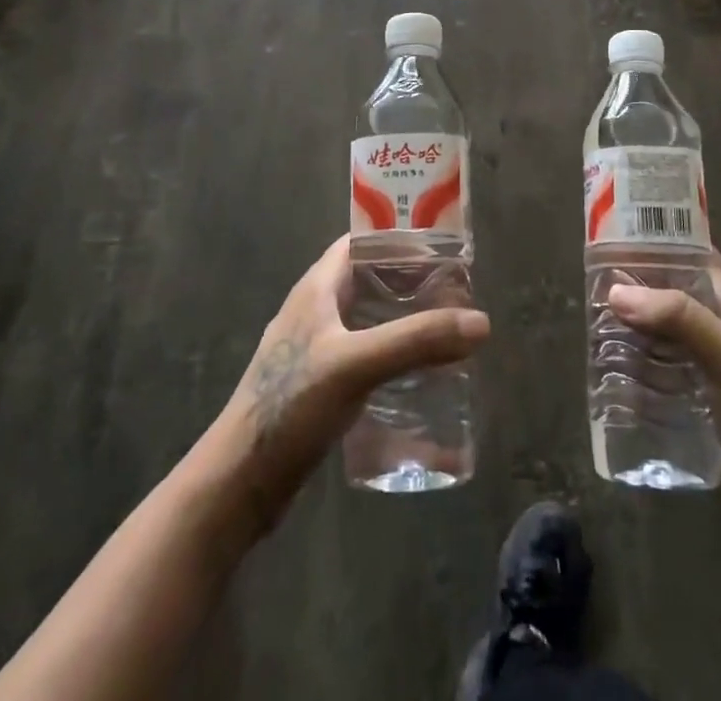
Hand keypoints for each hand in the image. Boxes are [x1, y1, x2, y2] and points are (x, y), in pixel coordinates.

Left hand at [219, 235, 488, 530]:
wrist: (239, 482)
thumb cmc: (290, 406)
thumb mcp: (356, 365)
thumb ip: (416, 341)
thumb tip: (481, 322)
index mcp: (317, 287)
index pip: (362, 241)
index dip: (399, 237)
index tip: (443, 245)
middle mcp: (316, 309)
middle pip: (370, 279)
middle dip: (411, 280)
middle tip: (456, 291)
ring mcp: (316, 348)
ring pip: (368, 318)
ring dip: (403, 318)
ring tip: (446, 328)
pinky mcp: (320, 384)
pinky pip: (365, 353)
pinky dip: (392, 352)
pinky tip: (418, 373)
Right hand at [608, 251, 720, 545]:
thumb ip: (679, 318)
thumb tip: (617, 291)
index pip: (689, 249)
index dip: (654, 238)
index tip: (610, 236)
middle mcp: (719, 320)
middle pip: (669, 287)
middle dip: (634, 284)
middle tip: (591, 284)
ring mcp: (709, 356)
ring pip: (662, 325)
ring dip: (633, 322)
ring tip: (593, 322)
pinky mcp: (699, 390)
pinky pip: (662, 361)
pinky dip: (639, 357)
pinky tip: (612, 366)